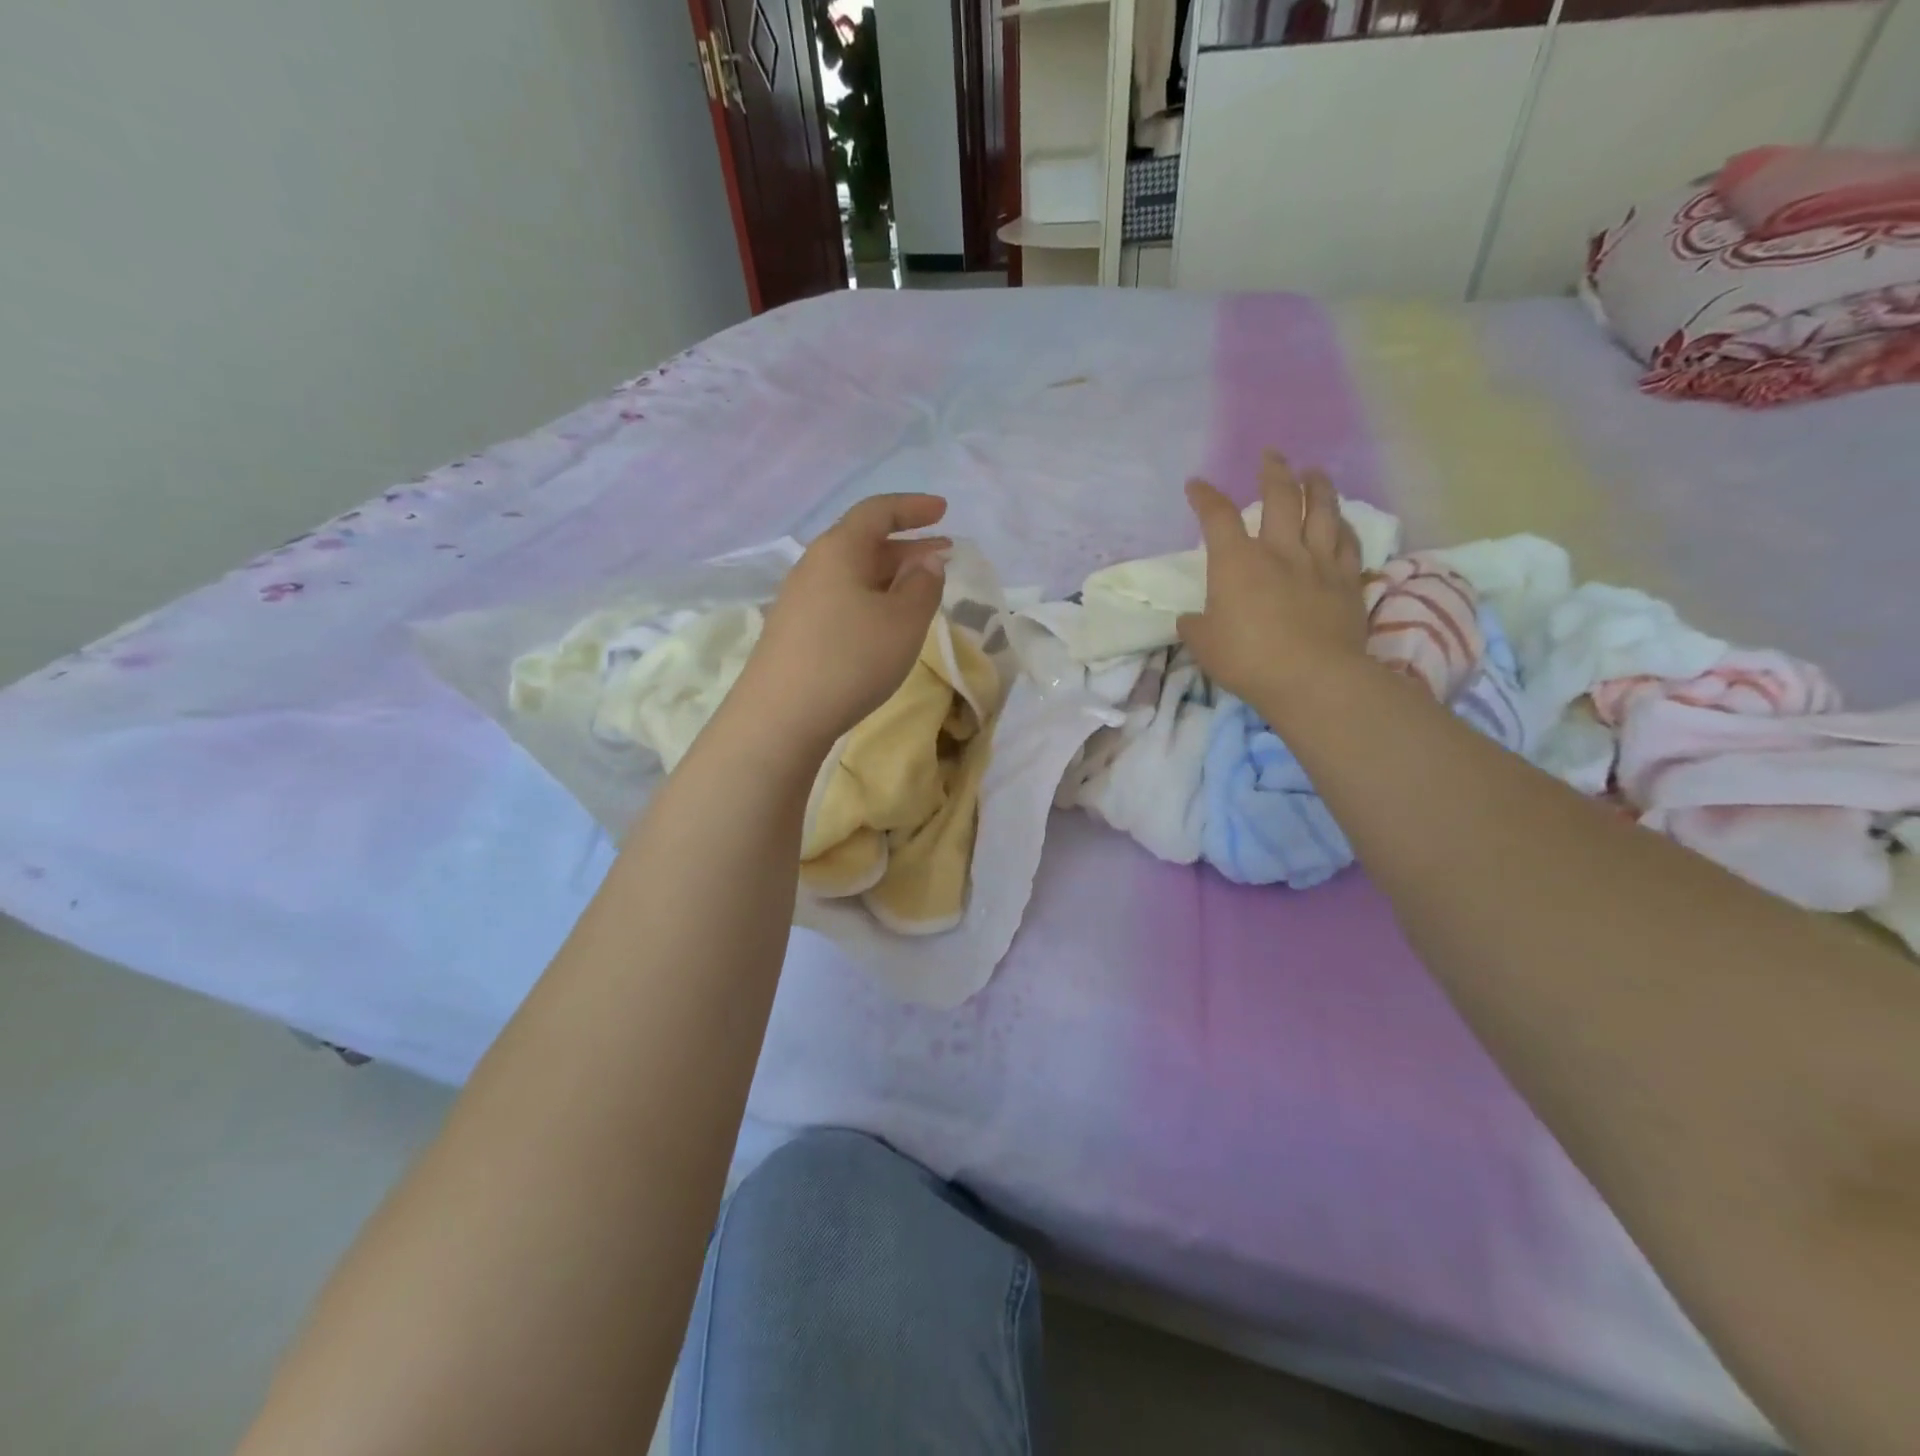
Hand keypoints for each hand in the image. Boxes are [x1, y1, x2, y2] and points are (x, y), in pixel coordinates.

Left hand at [729, 494, 950, 757]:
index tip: (943, 511)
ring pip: (853, 574)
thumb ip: (923, 584)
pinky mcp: (794, 631)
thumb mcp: (903, 621)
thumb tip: (926, 560)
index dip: (913, 507)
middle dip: (908, 545)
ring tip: (920, 590)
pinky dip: (871, 598)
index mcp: (839, 549)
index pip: (878, 511)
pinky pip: (841, 599)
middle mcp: (814, 565)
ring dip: (890, 575)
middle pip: (864, 542)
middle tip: (944, 554)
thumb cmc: (851, 659)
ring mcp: (799, 599)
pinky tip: (884, 623)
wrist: (780, 716)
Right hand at [1176, 451, 1369, 718]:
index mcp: (1237, 562)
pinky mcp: (1347, 582)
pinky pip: (1349, 544)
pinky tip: (1341, 521)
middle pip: (1280, 497)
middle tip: (1272, 455)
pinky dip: (1343, 527)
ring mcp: (1319, 563)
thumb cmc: (1247, 660)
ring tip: (1314, 471)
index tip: (1197, 485)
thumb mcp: (1204, 646)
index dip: (1205, 496)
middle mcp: (1279, 551)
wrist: (1312, 679)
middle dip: (1273, 471)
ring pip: (1322, 511)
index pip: (1217, 517)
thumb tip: (1191, 619)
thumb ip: (1196, 626)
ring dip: (1317, 486)